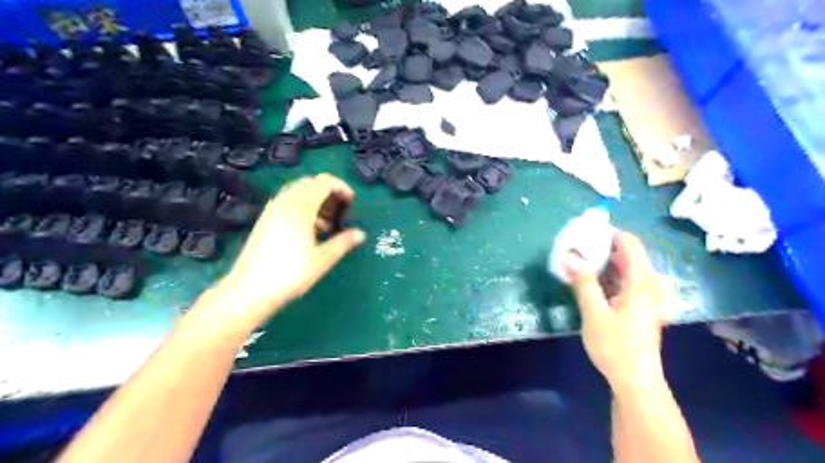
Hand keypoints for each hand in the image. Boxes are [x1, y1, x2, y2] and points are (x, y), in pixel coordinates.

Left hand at [195, 174, 364, 336]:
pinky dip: (302, 206)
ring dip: (316, 199)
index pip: (324, 182)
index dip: (341, 187)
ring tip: (326, 224)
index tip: (351, 203)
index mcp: (300, 208)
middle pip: (310, 182)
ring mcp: (272, 210)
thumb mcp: (322, 260)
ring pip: (297, 191)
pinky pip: (287, 201)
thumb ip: (343, 243)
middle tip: (340, 212)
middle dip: (329, 191)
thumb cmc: (290, 274)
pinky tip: (308, 230)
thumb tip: (360, 233)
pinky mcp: (264, 220)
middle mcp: (285, 202)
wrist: (249, 291)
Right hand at [564, 232, 666, 389]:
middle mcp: (649, 285)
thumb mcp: (594, 313)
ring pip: (627, 267)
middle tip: (577, 248)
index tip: (585, 232)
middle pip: (629, 254)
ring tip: (579, 261)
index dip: (609, 233)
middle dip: (602, 247)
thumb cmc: (615, 347)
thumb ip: (583, 282)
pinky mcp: (642, 306)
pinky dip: (609, 275)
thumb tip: (570, 255)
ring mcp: (648, 296)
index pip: (630, 244)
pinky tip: (591, 281)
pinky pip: (626, 280)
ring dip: (604, 262)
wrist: (636, 381)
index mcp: (642, 283)